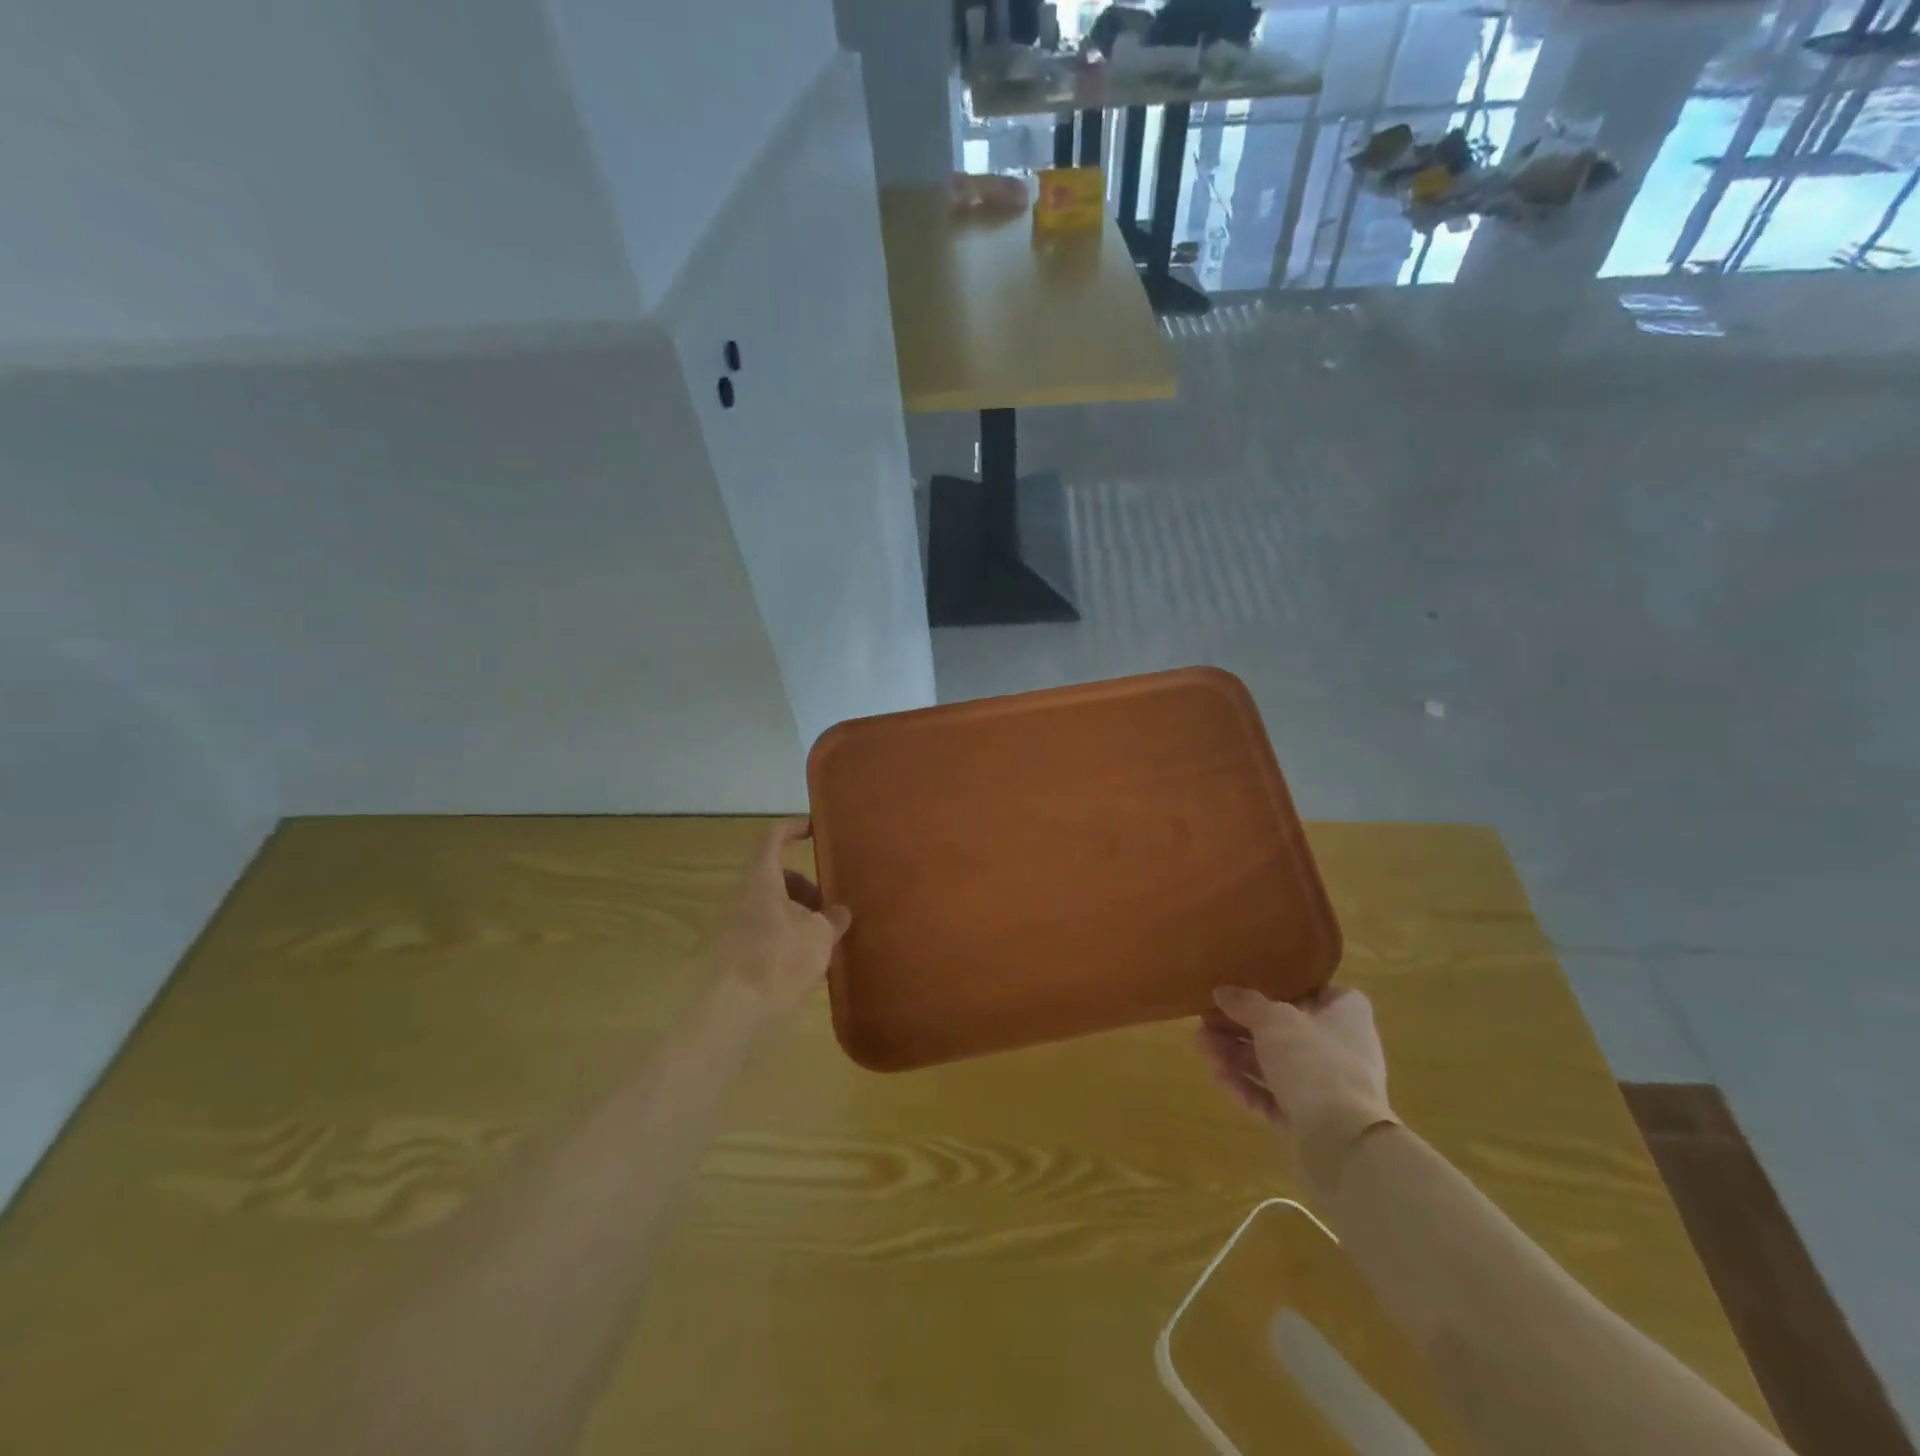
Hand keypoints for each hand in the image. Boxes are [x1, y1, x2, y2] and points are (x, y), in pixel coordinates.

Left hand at [710, 818, 851, 1022]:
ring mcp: (732, 929)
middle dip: (804, 887)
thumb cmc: (778, 960)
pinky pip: (764, 936)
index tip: (814, 829)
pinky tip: (804, 966)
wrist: (730, 1014)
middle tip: (829, 907)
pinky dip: (785, 940)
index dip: (792, 828)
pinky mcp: (731, 958)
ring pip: (770, 909)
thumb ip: (833, 919)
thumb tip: (839, 912)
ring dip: (797, 917)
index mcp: (761, 881)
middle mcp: (742, 899)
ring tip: (822, 941)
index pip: (772, 839)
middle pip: (774, 879)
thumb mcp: (820, 936)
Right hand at [1197, 985, 1392, 1147]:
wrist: (1342, 1144)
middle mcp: (1341, 1050)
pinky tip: (1220, 1079)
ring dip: (1237, 1056)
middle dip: (1243, 1027)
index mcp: (1346, 1018)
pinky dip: (1248, 1087)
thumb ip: (1246, 1003)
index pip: (1328, 992)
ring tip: (1202, 1048)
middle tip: (1207, 1022)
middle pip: (1287, 1030)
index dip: (1296, 987)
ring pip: (1276, 1065)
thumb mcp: (1274, 1020)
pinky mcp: (1312, 1120)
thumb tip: (1222, 991)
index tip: (1261, 985)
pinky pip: (1275, 1097)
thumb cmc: (1315, 1062)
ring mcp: (1328, 1089)